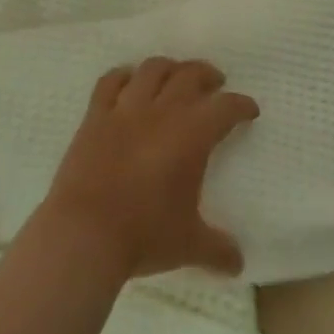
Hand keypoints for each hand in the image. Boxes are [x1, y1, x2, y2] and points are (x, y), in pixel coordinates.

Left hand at [42, 58, 258, 280]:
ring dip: (169, 69)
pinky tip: (129, 82)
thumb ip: (217, 249)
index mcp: (193, 134)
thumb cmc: (143, 235)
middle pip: (191, 75)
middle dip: (207, 76)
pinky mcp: (95, 117)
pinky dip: (123, 76)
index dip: (242, 105)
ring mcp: (126, 110)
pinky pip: (110, 82)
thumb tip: (238, 264)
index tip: (249, 110)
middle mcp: (163, 111)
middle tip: (215, 85)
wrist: (83, 235)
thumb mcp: (188, 245)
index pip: (227, 107)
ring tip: (175, 77)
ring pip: (153, 70)